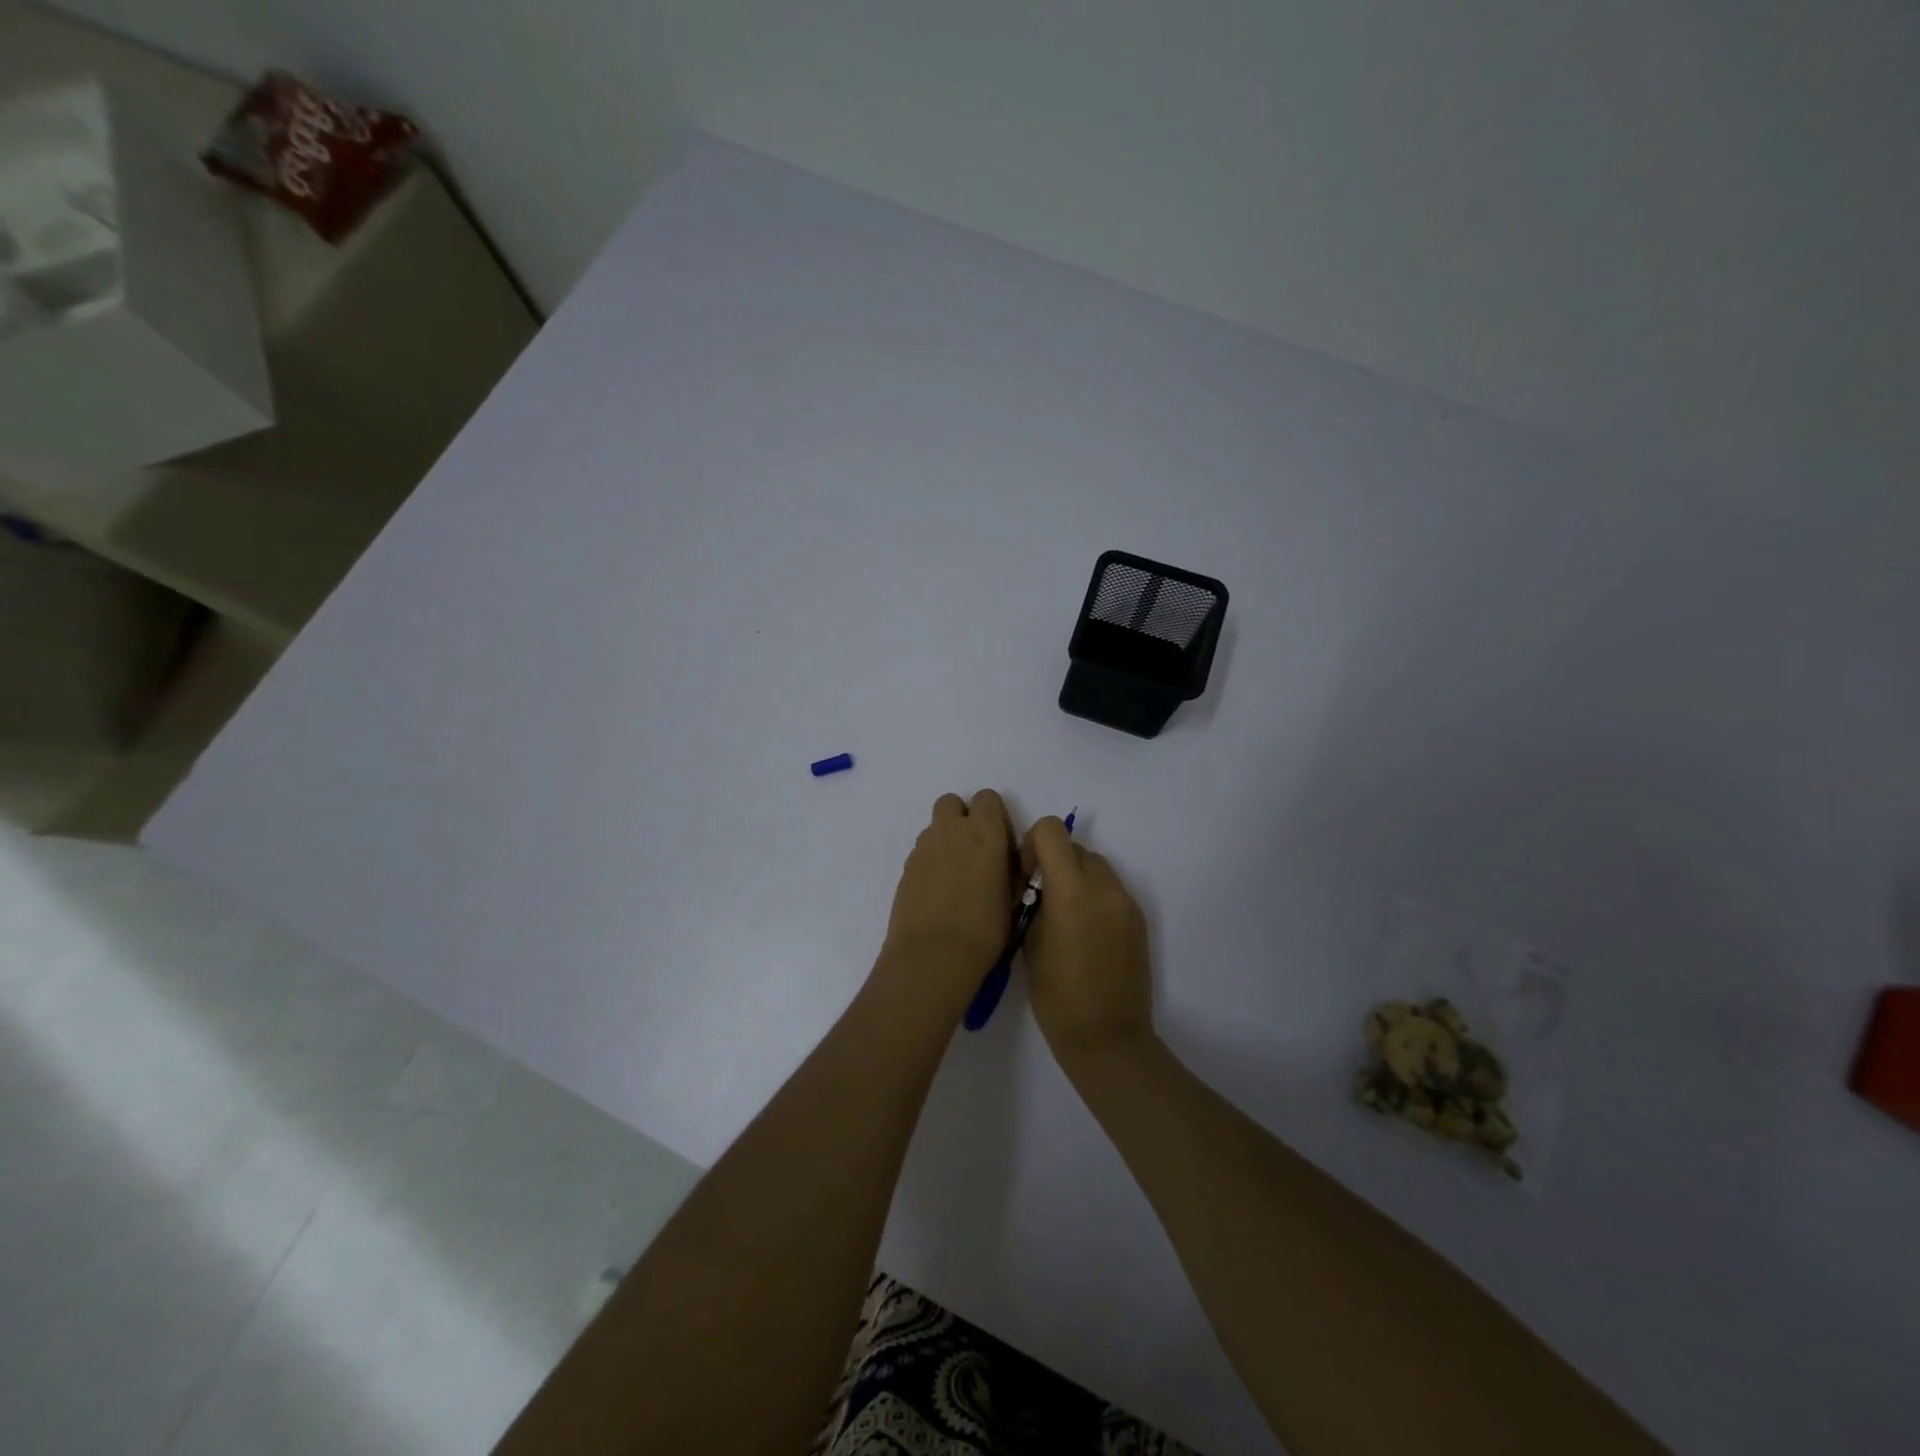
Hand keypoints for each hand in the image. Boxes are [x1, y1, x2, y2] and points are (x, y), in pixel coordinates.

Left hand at [877, 790, 1019, 1015]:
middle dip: (963, 818)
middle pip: (953, 802)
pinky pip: (922, 852)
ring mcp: (923, 847)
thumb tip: (1007, 860)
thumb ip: (1010, 868)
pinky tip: (939, 892)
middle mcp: (951, 830)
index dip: (995, 816)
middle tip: (975, 851)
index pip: (988, 798)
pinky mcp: (905, 868)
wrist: (933, 955)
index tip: (1001, 843)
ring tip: (956, 877)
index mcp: (984, 831)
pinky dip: (931, 862)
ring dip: (946, 840)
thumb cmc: (985, 928)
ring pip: (935, 827)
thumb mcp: (1012, 896)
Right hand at [1021, 817, 1154, 1065]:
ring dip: (1077, 877)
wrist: (1107, 1038)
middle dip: (1055, 862)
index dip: (1033, 843)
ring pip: (1096, 866)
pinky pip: (1111, 890)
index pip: (1052, 830)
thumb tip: (1035, 882)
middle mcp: (1104, 886)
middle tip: (1042, 899)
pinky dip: (1094, 896)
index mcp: (1071, 890)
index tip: (1027, 873)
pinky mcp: (1139, 919)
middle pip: (1075, 847)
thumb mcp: (1029, 942)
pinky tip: (1086, 934)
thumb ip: (1033, 901)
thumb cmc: (1056, 996)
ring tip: (1066, 918)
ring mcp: (1126, 902)